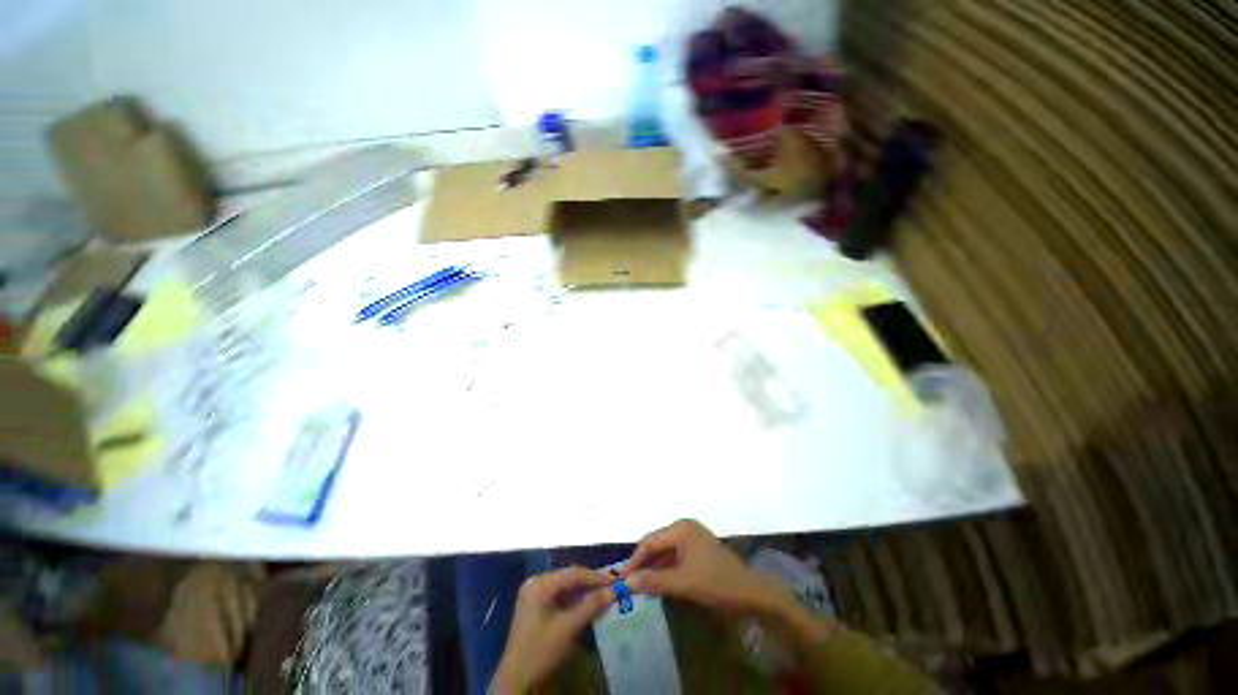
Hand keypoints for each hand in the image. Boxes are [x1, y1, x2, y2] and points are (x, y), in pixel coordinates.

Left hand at [491, 567, 613, 693]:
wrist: (516, 679)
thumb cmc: (540, 651)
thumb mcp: (568, 628)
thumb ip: (591, 606)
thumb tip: (614, 591)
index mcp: (539, 584)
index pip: (573, 573)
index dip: (595, 577)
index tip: (614, 581)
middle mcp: (536, 583)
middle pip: (569, 578)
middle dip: (590, 583)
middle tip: (611, 587)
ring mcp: (535, 594)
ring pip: (566, 587)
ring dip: (584, 592)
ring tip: (604, 595)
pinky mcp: (537, 606)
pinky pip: (560, 596)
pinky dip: (575, 600)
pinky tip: (588, 604)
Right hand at [623, 519, 790, 617]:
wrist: (751, 593)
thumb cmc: (716, 583)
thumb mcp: (683, 583)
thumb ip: (654, 581)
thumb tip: (627, 582)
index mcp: (681, 528)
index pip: (649, 541)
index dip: (634, 560)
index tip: (621, 579)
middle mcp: (685, 528)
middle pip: (656, 544)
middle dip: (643, 564)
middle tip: (628, 584)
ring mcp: (692, 538)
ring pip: (665, 552)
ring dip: (653, 568)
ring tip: (639, 586)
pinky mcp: (697, 550)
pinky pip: (675, 557)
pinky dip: (665, 570)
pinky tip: (657, 584)